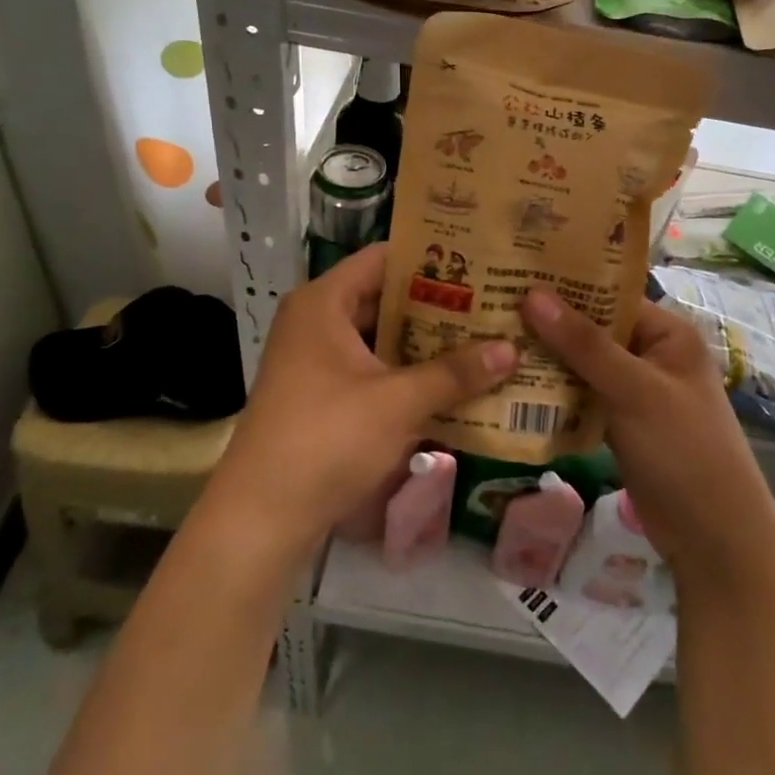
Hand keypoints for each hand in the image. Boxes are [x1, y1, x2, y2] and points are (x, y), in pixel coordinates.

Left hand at [203, 244, 517, 559]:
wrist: (261, 518)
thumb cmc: (327, 439)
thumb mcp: (398, 402)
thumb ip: (455, 372)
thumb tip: (513, 349)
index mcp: (324, 303)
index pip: (384, 257)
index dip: (431, 256)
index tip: (479, 259)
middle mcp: (316, 321)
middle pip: (384, 297)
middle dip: (438, 302)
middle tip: (492, 301)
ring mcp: (315, 360)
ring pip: (380, 336)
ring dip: (425, 340)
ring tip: (482, 336)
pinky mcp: (321, 395)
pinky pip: (372, 367)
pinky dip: (407, 370)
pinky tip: (451, 380)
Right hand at [521, 289, 774, 590]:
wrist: (713, 538)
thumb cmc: (683, 450)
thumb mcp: (634, 391)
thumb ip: (583, 344)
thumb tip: (533, 294)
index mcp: (667, 333)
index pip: (609, 297)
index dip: (565, 288)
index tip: (513, 278)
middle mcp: (651, 355)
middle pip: (592, 331)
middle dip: (548, 326)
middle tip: (490, 310)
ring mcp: (635, 392)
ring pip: (583, 366)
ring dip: (546, 362)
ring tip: (491, 343)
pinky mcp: (621, 424)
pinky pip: (583, 398)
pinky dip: (555, 395)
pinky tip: (512, 388)